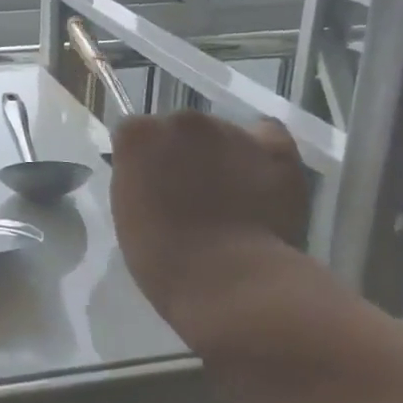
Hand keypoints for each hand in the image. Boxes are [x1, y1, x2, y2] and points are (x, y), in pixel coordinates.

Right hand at [110, 111, 309, 347]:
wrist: (230, 282)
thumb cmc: (163, 259)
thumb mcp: (128, 211)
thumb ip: (138, 178)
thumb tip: (156, 174)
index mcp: (138, 135)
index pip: (135, 133)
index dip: (144, 160)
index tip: (151, 186)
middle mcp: (181, 120)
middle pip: (179, 129)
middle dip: (183, 153)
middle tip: (191, 193)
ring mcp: (230, 130)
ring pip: (223, 133)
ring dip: (222, 154)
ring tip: (232, 196)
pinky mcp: (275, 147)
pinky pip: (267, 136)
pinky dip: (263, 152)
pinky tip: (261, 177)